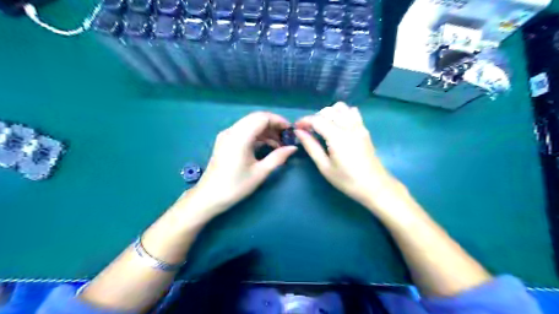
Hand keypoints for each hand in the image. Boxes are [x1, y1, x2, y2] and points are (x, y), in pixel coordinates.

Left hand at [187, 112, 298, 213]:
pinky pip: (244, 131)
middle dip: (273, 125)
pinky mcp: (225, 141)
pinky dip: (257, 135)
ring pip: (250, 124)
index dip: (278, 120)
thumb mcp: (260, 172)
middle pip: (256, 118)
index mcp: (240, 137)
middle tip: (286, 137)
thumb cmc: (235, 186)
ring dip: (266, 130)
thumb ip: (278, 157)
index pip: (262, 117)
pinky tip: (267, 146)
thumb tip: (293, 148)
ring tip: (279, 144)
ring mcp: (227, 135)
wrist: (209, 197)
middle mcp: (232, 131)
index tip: (290, 131)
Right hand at [297, 102, 401, 208]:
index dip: (304, 121)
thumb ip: (311, 146)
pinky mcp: (364, 129)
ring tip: (323, 127)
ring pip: (341, 108)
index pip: (317, 120)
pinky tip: (338, 126)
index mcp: (337, 137)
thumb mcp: (325, 167)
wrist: (375, 186)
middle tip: (308, 131)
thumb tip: (299, 131)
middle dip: (315, 117)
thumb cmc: (347, 180)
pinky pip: (352, 112)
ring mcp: (359, 126)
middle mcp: (349, 126)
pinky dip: (342, 113)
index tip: (296, 128)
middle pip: (328, 111)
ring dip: (329, 113)